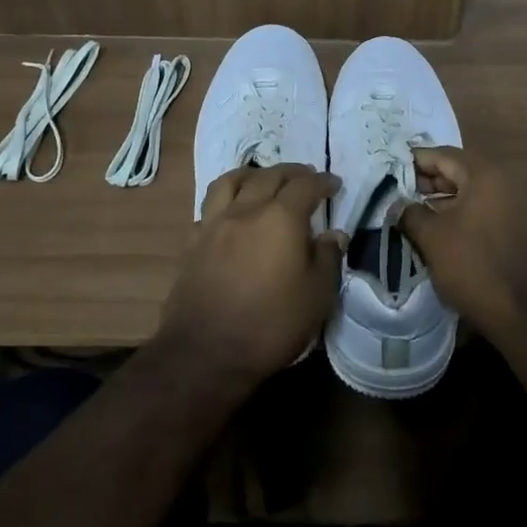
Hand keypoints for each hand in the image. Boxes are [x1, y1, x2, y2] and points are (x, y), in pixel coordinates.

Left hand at [160, 163, 343, 381]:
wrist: (206, 353)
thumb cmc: (271, 324)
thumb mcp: (317, 296)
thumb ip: (327, 259)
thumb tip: (334, 235)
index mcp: (281, 218)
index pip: (305, 186)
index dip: (322, 181)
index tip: (334, 184)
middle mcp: (246, 210)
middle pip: (269, 176)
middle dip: (291, 173)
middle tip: (305, 177)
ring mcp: (215, 224)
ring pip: (231, 181)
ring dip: (252, 175)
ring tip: (262, 179)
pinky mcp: (192, 243)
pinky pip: (209, 208)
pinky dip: (225, 201)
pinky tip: (230, 213)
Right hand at [398, 147, 526, 340]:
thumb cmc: (475, 266)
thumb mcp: (432, 238)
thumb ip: (410, 213)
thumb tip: (397, 202)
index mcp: (485, 174)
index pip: (443, 154)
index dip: (414, 161)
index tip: (390, 170)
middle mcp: (506, 181)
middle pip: (460, 170)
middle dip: (429, 181)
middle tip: (400, 193)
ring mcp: (518, 205)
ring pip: (473, 192)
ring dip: (445, 199)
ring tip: (417, 214)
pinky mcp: (523, 228)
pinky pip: (486, 210)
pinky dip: (464, 214)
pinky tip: (444, 231)